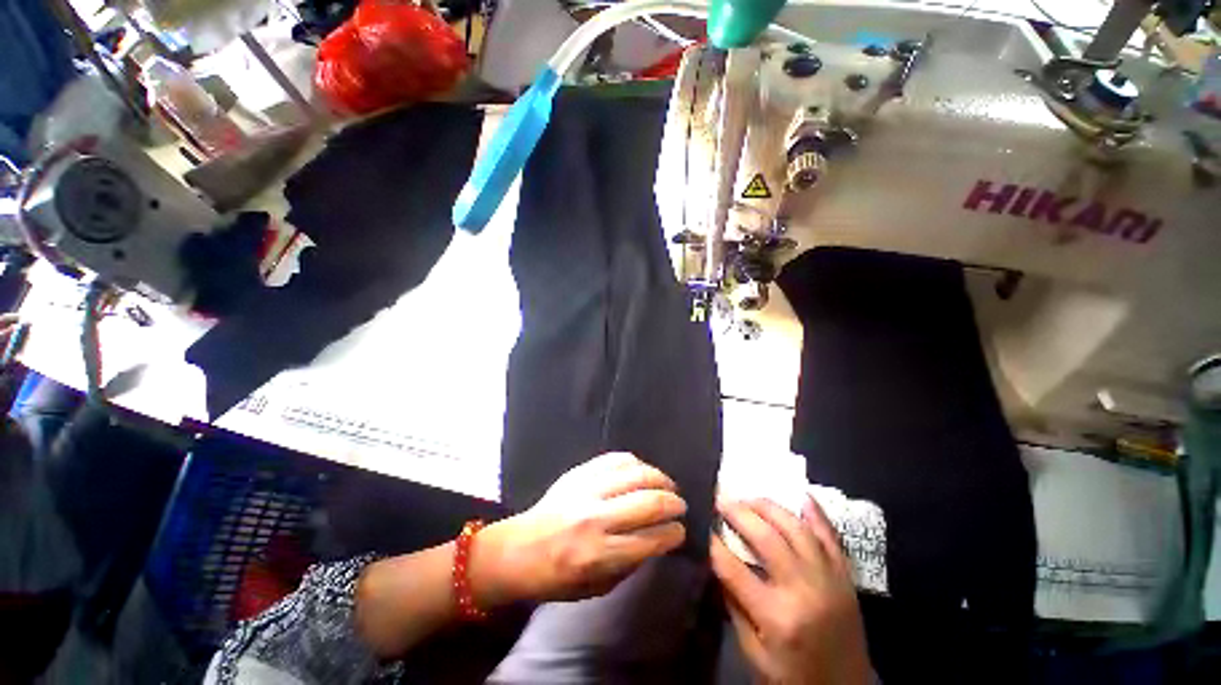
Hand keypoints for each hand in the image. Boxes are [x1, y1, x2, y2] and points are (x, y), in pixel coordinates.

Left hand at [473, 452, 686, 605]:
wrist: (517, 549)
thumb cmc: (557, 577)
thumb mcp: (596, 587)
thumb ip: (630, 563)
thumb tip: (658, 539)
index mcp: (599, 554)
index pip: (651, 538)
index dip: (674, 533)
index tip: (681, 531)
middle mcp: (595, 518)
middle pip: (649, 502)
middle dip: (673, 503)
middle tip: (680, 505)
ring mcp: (586, 489)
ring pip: (636, 473)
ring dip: (659, 478)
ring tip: (666, 485)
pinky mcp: (579, 472)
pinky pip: (615, 459)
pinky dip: (635, 463)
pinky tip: (642, 471)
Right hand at [711, 497, 869, 684]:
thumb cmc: (795, 676)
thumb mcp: (755, 654)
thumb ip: (735, 606)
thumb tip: (718, 562)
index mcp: (777, 617)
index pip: (734, 569)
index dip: (714, 545)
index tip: (703, 527)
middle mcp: (803, 590)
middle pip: (766, 538)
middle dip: (739, 513)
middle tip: (721, 500)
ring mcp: (829, 578)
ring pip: (796, 528)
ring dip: (769, 507)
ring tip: (750, 498)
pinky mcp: (845, 575)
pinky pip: (831, 535)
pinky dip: (815, 512)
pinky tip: (799, 496)